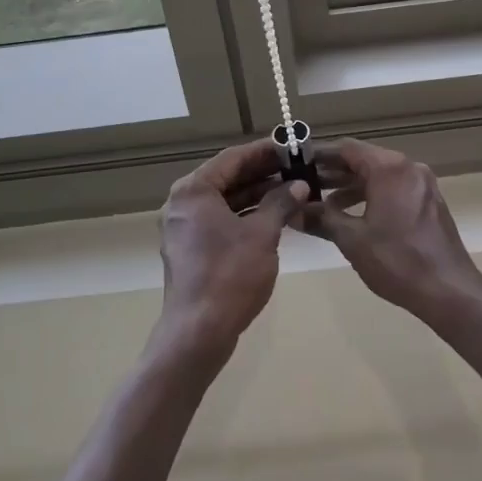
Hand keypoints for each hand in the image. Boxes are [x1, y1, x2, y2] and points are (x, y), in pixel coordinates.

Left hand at [155, 140, 309, 360]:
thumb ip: (280, 204)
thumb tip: (299, 186)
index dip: (264, 151)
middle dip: (262, 173)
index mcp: (194, 190)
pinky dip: (244, 215)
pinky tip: (273, 217)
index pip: (233, 158)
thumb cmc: (230, 275)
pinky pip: (219, 219)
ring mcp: (183, 227)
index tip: (290, 147)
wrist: (198, 332)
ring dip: (256, 195)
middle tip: (295, 168)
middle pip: (227, 177)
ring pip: (224, 200)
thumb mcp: (262, 235)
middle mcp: (182, 202)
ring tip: (291, 191)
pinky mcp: (190, 248)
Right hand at [303, 139, 481, 326]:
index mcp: (389, 167)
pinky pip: (393, 188)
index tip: (294, 163)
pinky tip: (351, 214)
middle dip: (332, 172)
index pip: (346, 148)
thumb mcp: (352, 239)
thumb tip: (292, 213)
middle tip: (302, 184)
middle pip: (363, 159)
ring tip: (321, 202)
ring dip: (350, 185)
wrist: (450, 291)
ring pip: (378, 175)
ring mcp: (421, 183)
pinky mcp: (428, 201)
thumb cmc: (397, 261)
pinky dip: (370, 195)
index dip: (318, 154)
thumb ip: (321, 219)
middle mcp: (408, 167)